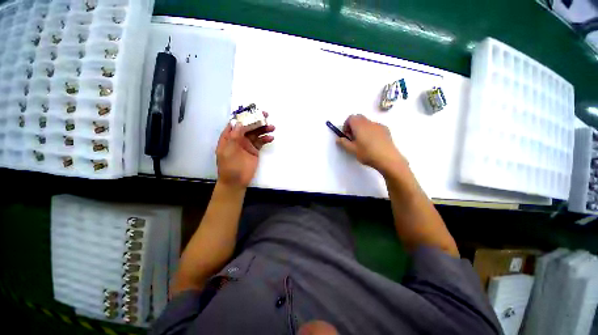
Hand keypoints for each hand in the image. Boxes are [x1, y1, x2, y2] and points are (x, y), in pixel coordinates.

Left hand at [216, 113, 274, 188]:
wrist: (236, 181)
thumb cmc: (229, 167)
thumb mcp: (228, 151)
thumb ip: (234, 137)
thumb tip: (239, 122)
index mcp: (229, 137)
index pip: (236, 123)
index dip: (244, 116)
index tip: (253, 111)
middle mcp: (238, 138)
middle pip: (248, 126)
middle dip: (256, 120)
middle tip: (266, 115)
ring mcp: (247, 144)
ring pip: (256, 133)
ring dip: (263, 129)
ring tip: (272, 127)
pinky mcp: (255, 150)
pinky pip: (261, 142)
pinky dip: (266, 139)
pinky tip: (271, 137)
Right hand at [336, 114, 406, 175]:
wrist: (388, 158)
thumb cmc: (367, 153)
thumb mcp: (352, 150)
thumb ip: (344, 143)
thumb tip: (338, 139)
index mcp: (359, 125)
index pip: (350, 118)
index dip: (346, 125)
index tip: (346, 135)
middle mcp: (369, 122)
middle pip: (359, 118)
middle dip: (353, 126)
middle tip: (353, 138)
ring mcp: (378, 125)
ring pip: (367, 122)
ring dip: (362, 128)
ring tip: (363, 141)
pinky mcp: (386, 130)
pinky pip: (375, 127)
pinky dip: (370, 131)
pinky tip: (372, 142)